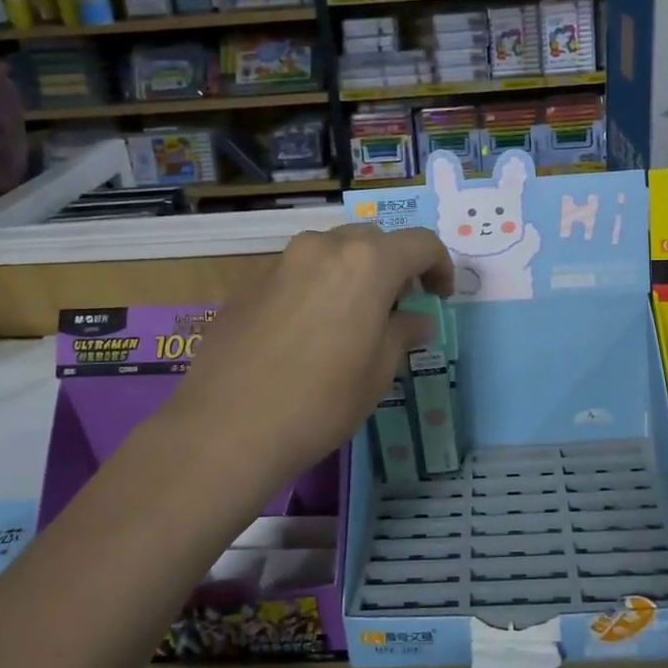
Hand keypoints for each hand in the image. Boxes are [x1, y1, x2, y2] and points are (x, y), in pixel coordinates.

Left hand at [163, 224, 452, 498]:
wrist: (228, 426)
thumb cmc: (320, 402)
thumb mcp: (378, 372)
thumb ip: (402, 332)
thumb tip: (416, 318)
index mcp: (367, 263)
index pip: (420, 244)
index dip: (440, 266)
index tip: (438, 297)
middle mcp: (324, 248)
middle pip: (373, 240)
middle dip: (394, 266)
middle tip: (397, 307)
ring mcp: (282, 260)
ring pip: (332, 251)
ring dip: (353, 273)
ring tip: (352, 317)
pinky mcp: (250, 281)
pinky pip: (298, 270)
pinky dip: (316, 286)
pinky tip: (308, 329)